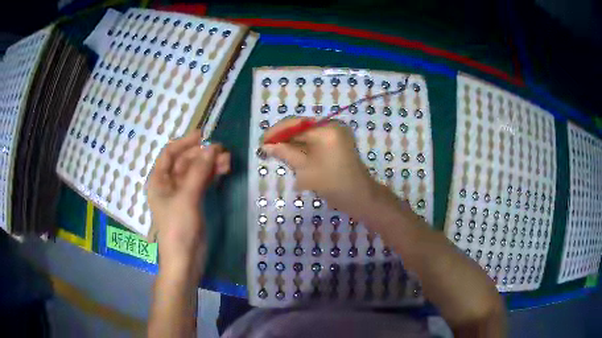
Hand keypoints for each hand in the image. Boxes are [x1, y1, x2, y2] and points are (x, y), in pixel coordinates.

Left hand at [147, 130, 229, 267]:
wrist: (185, 259)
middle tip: (222, 150)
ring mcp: (182, 193)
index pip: (169, 153)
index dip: (185, 142)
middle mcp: (169, 184)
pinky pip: (202, 183)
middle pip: (185, 161)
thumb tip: (212, 148)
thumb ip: (199, 171)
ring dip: (210, 164)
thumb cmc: (178, 227)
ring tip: (228, 160)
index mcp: (159, 180)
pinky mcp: (193, 202)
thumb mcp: (187, 197)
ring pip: (196, 172)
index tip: (203, 135)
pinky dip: (212, 176)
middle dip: (202, 154)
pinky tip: (224, 170)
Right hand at [262, 117, 376, 213]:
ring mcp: (336, 133)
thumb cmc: (332, 184)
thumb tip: (266, 145)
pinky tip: (292, 154)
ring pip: (307, 133)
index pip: (295, 124)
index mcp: (326, 129)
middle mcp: (332, 125)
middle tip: (267, 147)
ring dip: (292, 142)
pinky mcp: (337, 141)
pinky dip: (303, 146)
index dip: (277, 132)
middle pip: (301, 127)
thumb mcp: (305, 169)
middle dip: (284, 137)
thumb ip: (285, 153)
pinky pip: (315, 139)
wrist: (358, 196)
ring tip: (276, 152)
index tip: (262, 141)